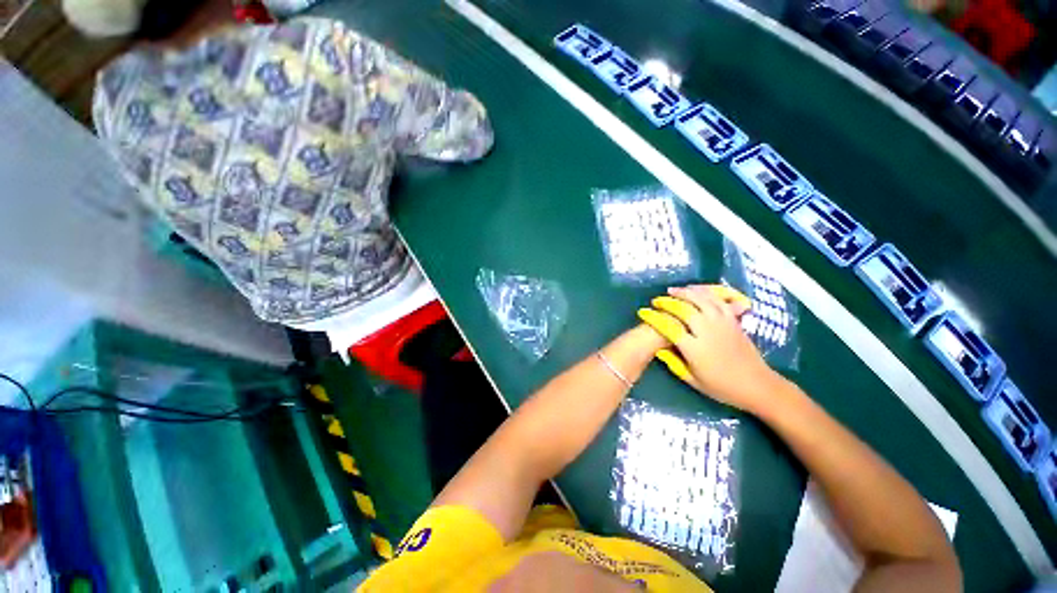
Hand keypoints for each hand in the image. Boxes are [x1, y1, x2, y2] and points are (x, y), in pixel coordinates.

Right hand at [637, 285, 781, 411]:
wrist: (758, 386)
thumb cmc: (722, 388)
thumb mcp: (693, 381)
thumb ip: (673, 363)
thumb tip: (658, 348)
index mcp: (695, 349)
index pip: (669, 327)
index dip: (653, 318)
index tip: (643, 312)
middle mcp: (707, 332)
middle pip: (684, 309)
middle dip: (667, 302)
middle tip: (656, 301)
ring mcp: (722, 324)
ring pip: (701, 300)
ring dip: (684, 293)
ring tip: (672, 291)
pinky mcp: (733, 320)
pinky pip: (717, 301)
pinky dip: (705, 292)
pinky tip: (696, 291)